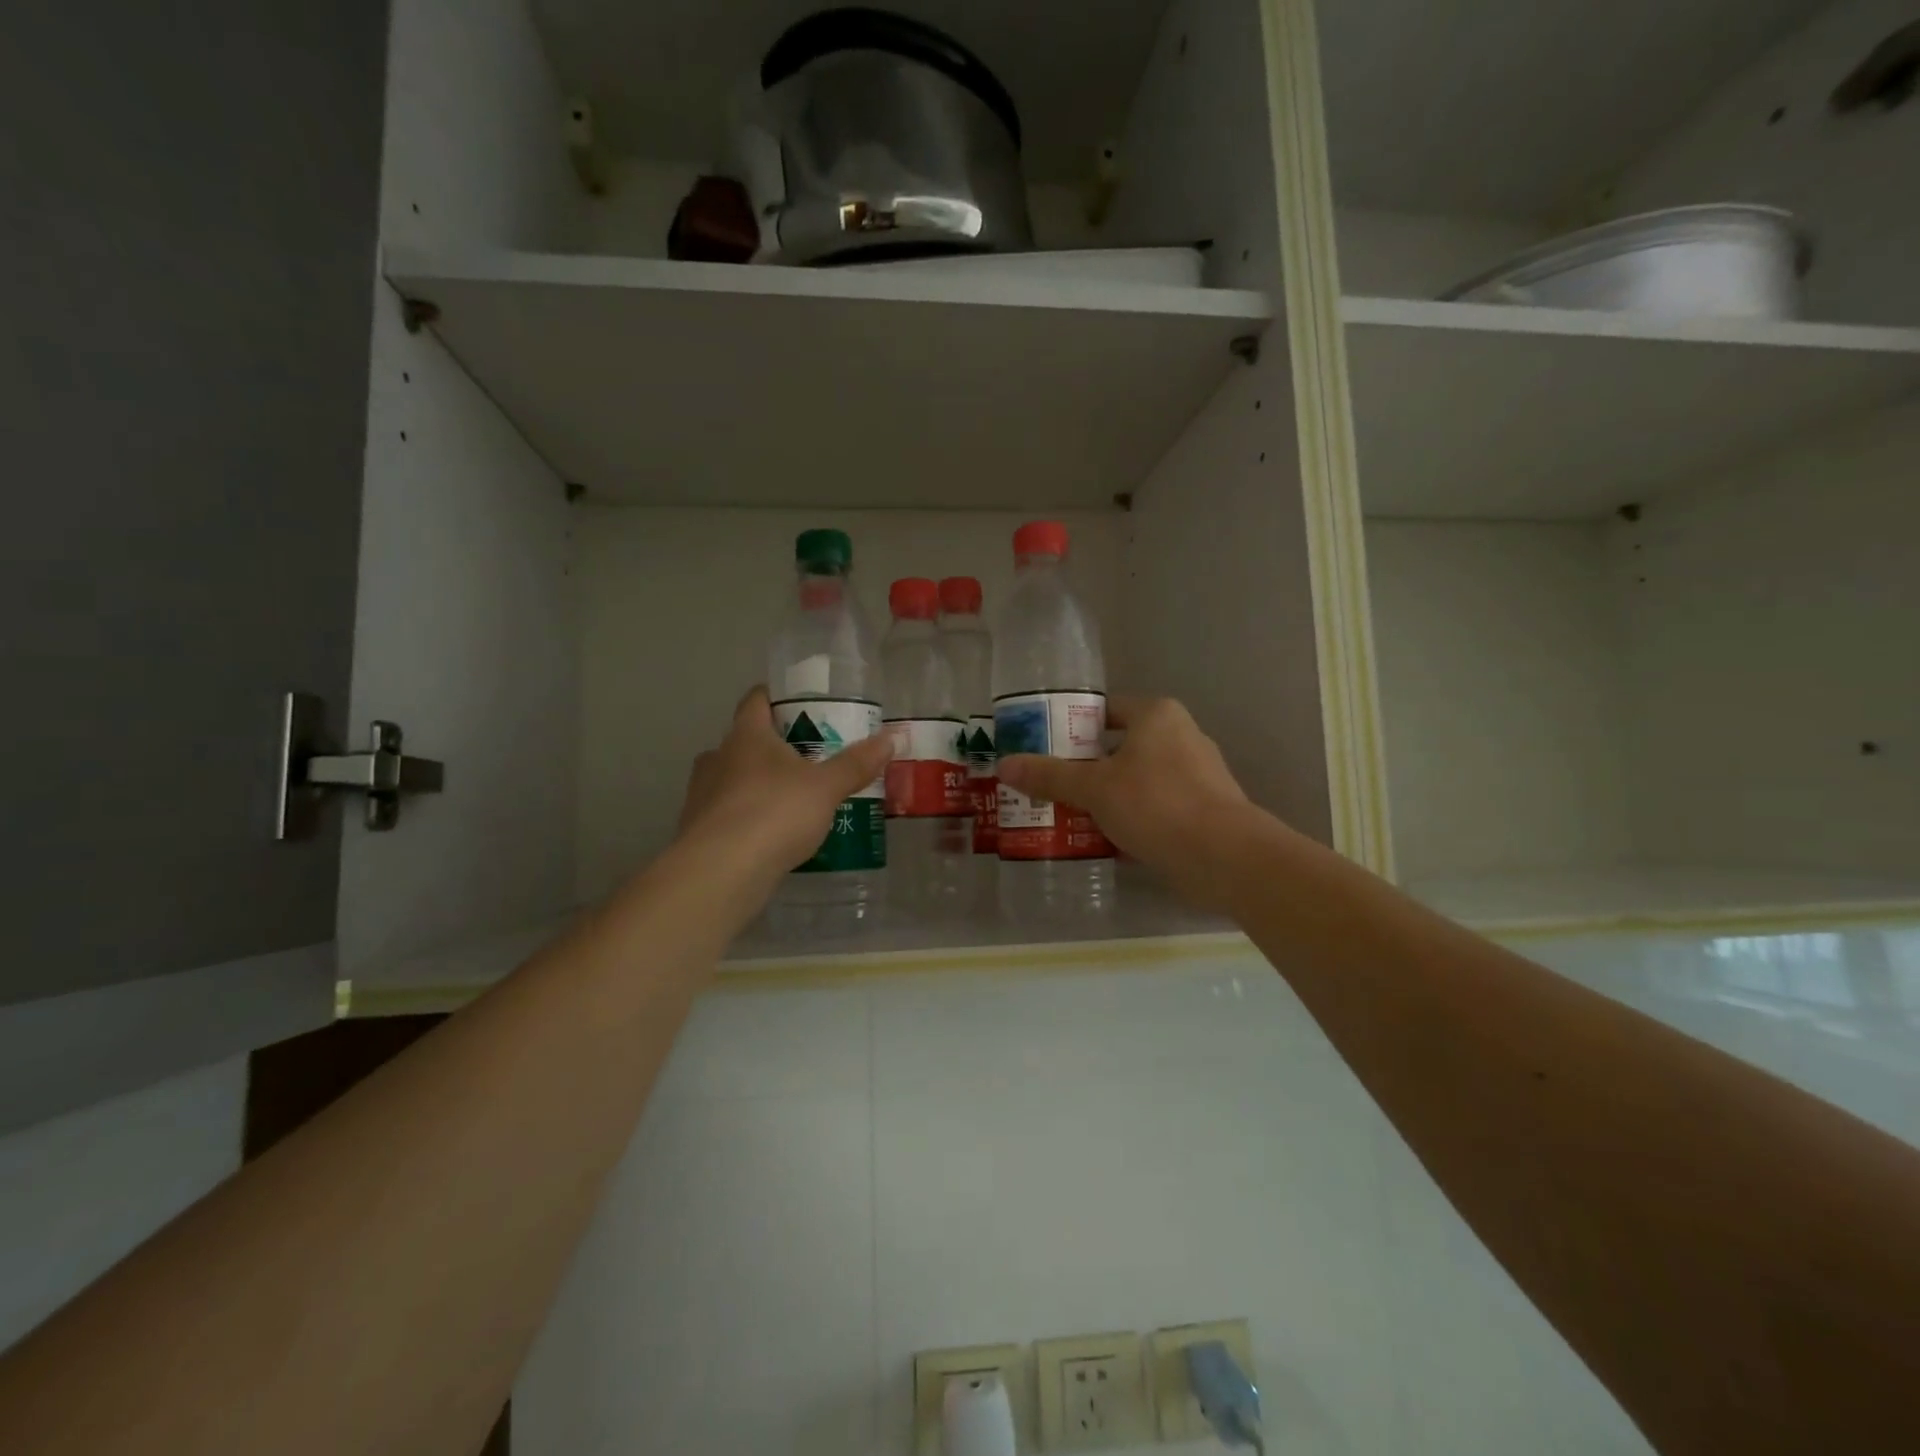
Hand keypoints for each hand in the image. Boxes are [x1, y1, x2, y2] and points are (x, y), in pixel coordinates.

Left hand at [676, 687, 893, 883]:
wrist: (721, 871)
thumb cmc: (775, 812)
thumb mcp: (826, 787)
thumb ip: (856, 763)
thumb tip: (890, 738)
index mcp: (747, 735)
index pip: (755, 700)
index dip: (775, 697)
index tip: (798, 705)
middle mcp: (718, 757)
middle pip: (745, 741)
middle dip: (773, 748)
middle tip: (807, 759)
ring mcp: (701, 794)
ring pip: (732, 779)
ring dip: (756, 784)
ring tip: (790, 799)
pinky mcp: (697, 831)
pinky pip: (726, 814)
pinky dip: (746, 818)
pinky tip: (769, 835)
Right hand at [995, 696, 1251, 901]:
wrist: (1225, 857)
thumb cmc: (1156, 804)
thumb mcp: (1094, 788)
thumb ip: (1049, 775)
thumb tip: (1004, 764)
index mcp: (1157, 715)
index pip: (1106, 710)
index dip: (1072, 726)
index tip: (1044, 748)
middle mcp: (1181, 735)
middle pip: (1120, 745)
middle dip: (1086, 766)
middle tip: (1050, 784)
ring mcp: (1197, 773)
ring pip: (1138, 778)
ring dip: (1108, 794)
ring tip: (1070, 813)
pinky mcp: (1205, 808)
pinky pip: (1156, 804)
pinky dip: (1132, 816)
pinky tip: (1106, 837)